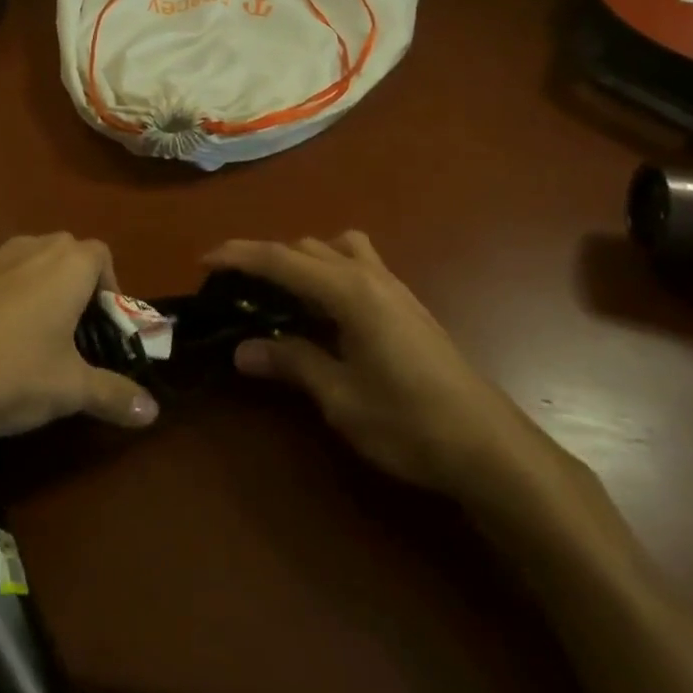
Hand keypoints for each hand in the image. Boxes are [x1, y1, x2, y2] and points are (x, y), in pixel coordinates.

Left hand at [0, 234, 159, 453]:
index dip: (110, 289)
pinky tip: (0, 344)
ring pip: (34, 264)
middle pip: (69, 255)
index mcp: (69, 264)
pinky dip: (11, 300)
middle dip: (79, 289)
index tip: (105, 329)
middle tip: (78, 337)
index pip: (103, 256)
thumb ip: (114, 394)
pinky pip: (4, 278)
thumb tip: (154, 411)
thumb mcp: (70, 389)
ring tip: (40, 341)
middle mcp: (36, 248)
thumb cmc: (13, 369)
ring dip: (44, 292)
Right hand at [206, 233, 583, 519]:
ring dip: (302, 258)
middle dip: (266, 258)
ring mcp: (392, 285)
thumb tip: (242, 350)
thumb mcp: (340, 398)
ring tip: (282, 293)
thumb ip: (291, 363)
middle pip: (304, 248)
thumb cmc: (408, 422)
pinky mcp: (406, 302)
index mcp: (347, 291)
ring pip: (335, 248)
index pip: (280, 260)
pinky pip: (357, 263)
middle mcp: (368, 274)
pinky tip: (325, 310)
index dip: (239, 256)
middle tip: (236, 287)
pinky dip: (328, 269)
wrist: (488, 444)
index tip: (205, 259)